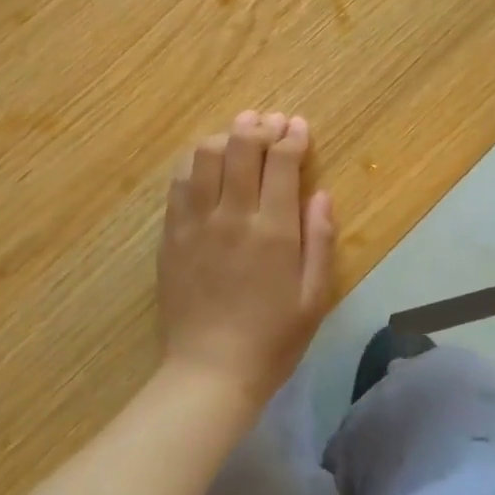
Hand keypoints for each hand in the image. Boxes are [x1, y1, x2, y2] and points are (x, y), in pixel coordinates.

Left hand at [157, 110, 336, 405]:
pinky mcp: (171, 233)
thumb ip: (320, 240)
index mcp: (274, 230)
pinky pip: (179, 182)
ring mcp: (196, 222)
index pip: (282, 162)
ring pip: (206, 155)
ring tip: (238, 136)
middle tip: (270, 121)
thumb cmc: (272, 340)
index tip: (298, 126)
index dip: (292, 137)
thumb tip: (322, 193)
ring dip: (225, 136)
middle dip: (259, 125)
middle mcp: (233, 215)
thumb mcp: (314, 297)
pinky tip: (206, 163)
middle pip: (241, 146)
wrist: (209, 372)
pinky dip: (195, 162)